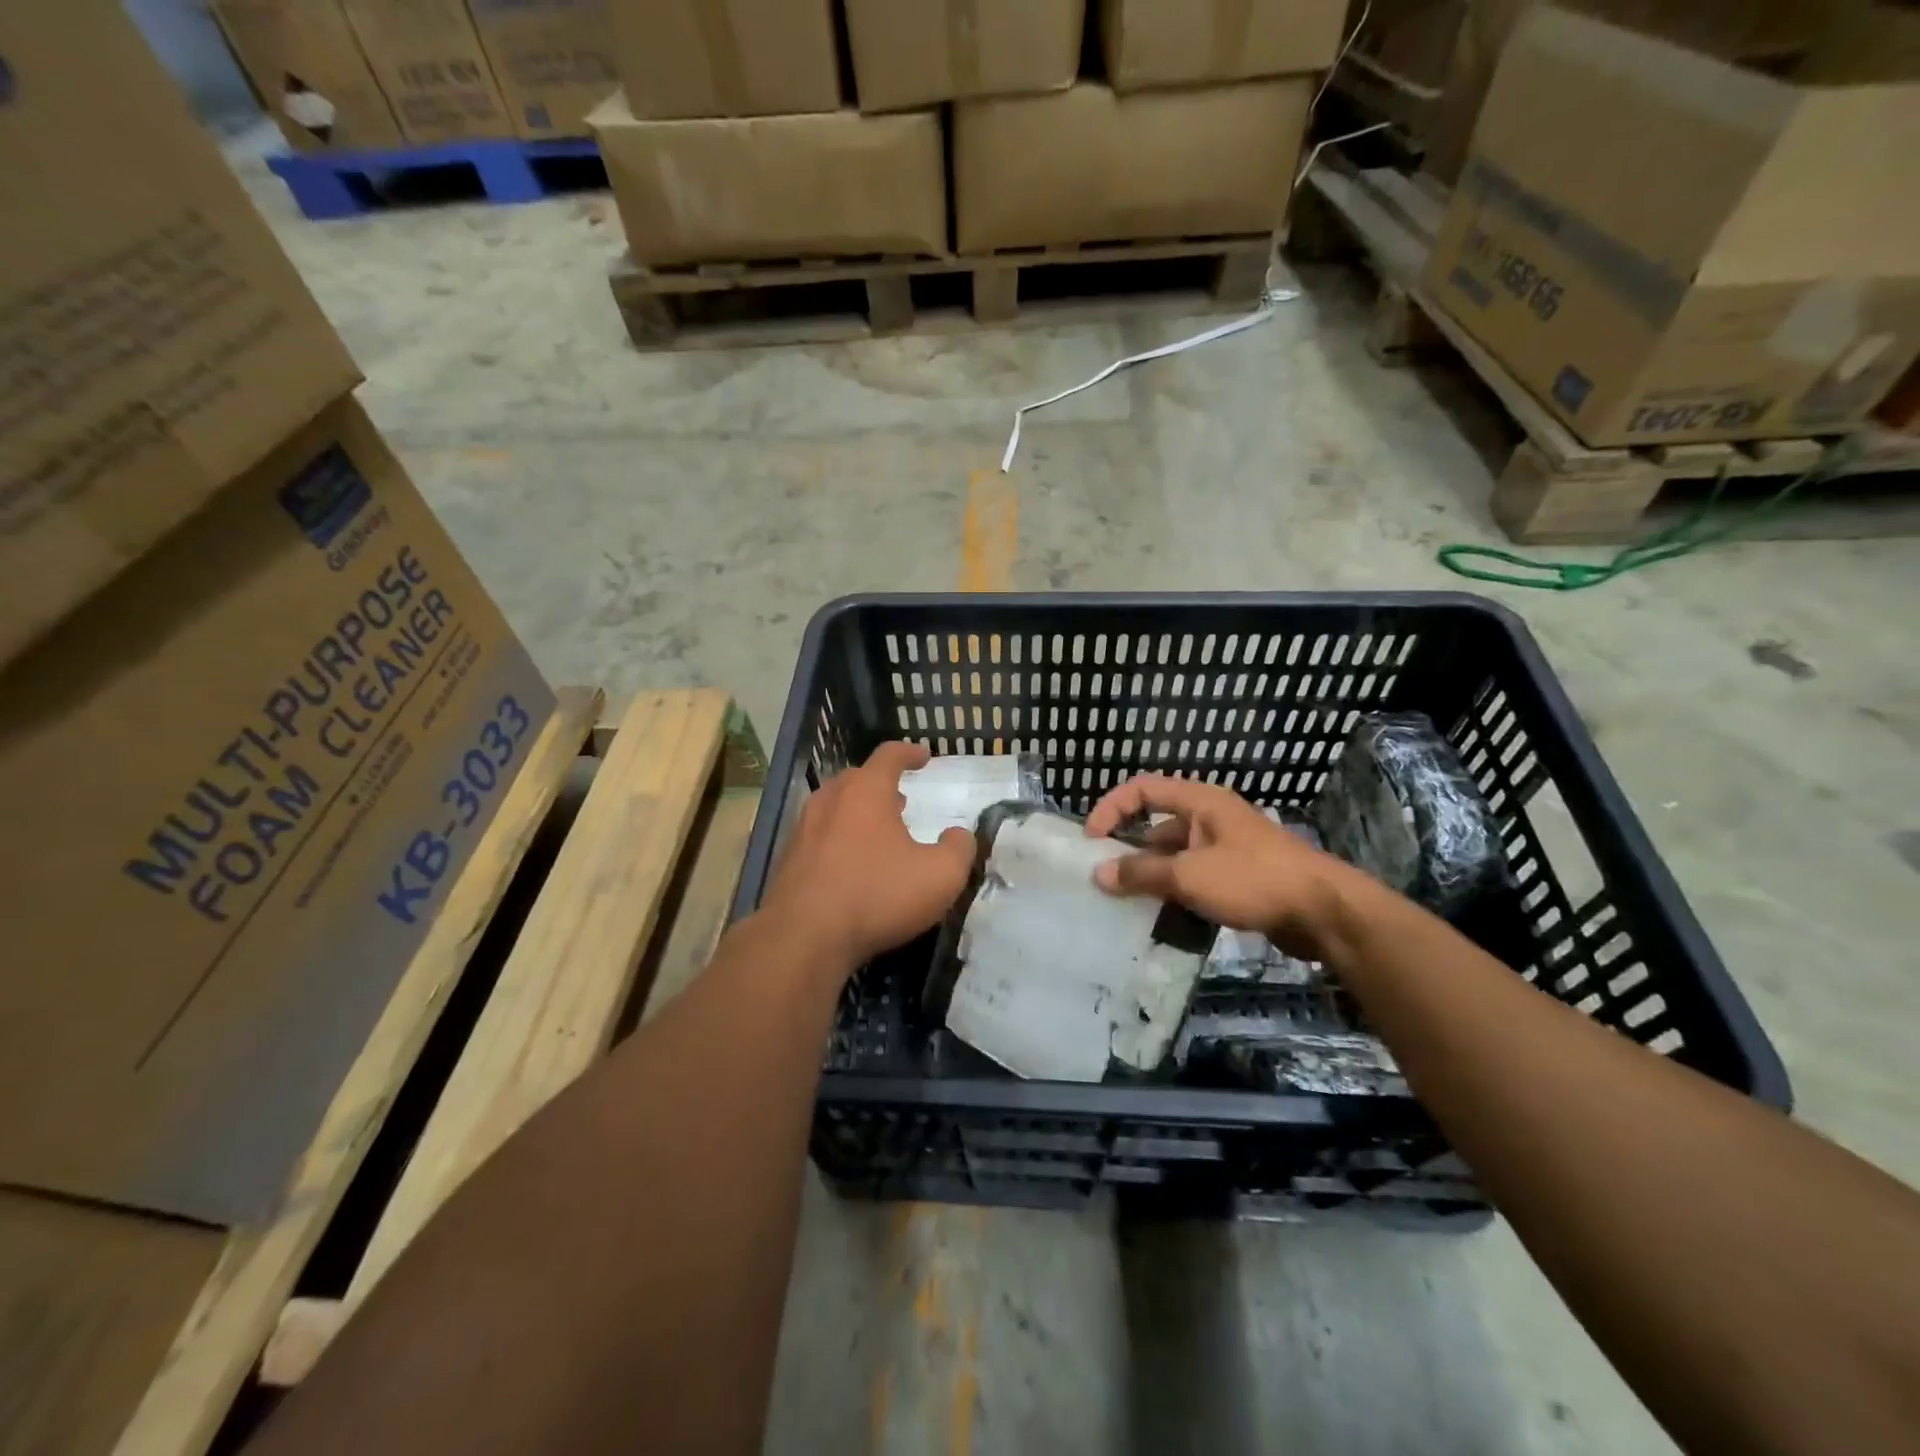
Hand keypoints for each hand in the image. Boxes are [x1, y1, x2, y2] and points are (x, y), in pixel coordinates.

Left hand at [761, 742, 974, 970]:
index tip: (924, 756)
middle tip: (901, 798)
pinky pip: (818, 836)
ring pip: (834, 806)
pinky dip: (838, 838)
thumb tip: (959, 836)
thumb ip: (958, 850)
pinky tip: (850, 864)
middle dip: (881, 783)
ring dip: (857, 811)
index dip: (909, 753)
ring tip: (878, 830)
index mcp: (866, 792)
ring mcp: (803, 829)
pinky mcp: (788, 860)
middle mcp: (830, 801)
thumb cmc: (876, 896)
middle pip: (856, 778)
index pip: (889, 755)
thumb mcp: (940, 876)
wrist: (803, 939)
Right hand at [1084, 774, 1352, 959]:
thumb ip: (1142, 873)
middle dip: (1129, 851)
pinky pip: (1193, 879)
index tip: (1091, 840)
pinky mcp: (1237, 878)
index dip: (1111, 808)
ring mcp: (1225, 849)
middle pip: (1156, 826)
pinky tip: (1161, 919)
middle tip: (1104, 880)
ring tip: (1125, 905)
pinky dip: (1175, 894)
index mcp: (1200, 802)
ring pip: (1174, 857)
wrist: (1324, 912)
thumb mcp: (1190, 875)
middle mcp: (1210, 819)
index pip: (1142, 789)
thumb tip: (1098, 874)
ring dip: (1151, 877)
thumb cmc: (1254, 880)